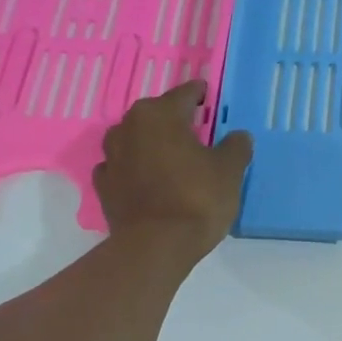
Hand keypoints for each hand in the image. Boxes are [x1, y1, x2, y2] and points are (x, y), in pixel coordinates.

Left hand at [93, 81, 251, 263]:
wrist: (155, 246)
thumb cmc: (197, 199)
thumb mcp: (229, 171)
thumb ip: (235, 147)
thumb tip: (238, 136)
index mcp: (160, 115)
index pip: (185, 94)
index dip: (200, 94)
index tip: (208, 96)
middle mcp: (129, 127)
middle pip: (157, 115)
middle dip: (175, 121)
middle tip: (196, 132)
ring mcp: (111, 156)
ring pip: (136, 140)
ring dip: (152, 144)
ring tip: (172, 158)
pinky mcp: (103, 185)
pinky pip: (123, 167)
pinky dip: (136, 169)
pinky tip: (149, 181)